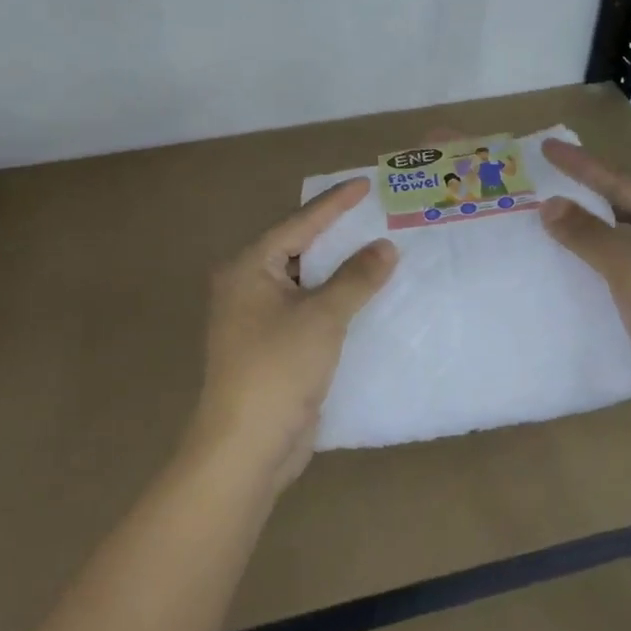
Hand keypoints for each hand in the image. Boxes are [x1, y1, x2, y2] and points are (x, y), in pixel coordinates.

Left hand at [188, 179, 397, 490]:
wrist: (247, 446)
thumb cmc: (278, 368)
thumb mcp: (322, 317)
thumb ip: (356, 278)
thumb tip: (384, 246)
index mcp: (248, 268)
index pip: (298, 224)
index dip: (334, 203)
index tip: (366, 183)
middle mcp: (246, 286)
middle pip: (298, 249)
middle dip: (337, 235)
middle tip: (375, 215)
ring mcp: (256, 319)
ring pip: (304, 282)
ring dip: (338, 271)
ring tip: (377, 250)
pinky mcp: (271, 347)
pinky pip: (306, 310)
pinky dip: (333, 301)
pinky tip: (363, 297)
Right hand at [539, 139, 630, 432]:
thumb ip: (591, 237)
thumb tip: (550, 205)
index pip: (625, 186)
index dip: (584, 167)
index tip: (547, 147)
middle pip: (620, 215)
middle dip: (580, 200)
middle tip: (536, 185)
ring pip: (613, 252)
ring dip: (578, 241)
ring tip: (534, 225)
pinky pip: (609, 286)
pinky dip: (582, 277)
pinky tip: (551, 275)